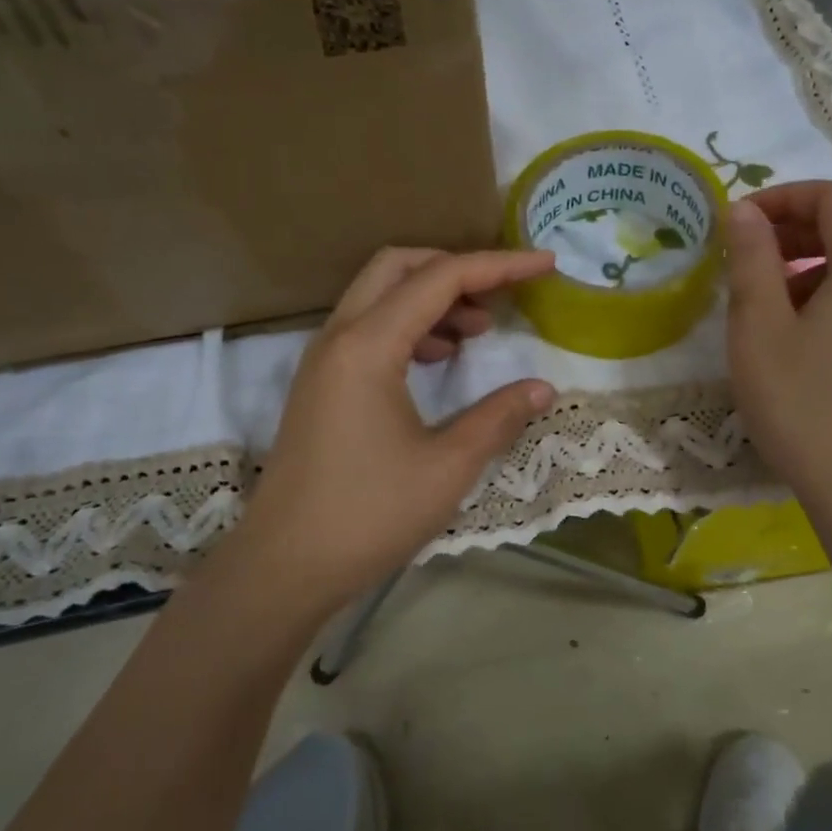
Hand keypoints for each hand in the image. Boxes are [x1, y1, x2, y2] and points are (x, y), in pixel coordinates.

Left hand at [223, 247, 558, 615]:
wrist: (285, 566)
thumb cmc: (369, 515)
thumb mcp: (448, 467)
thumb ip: (498, 417)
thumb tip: (543, 387)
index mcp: (368, 346)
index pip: (440, 278)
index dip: (499, 266)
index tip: (545, 264)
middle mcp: (339, 337)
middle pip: (399, 267)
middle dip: (456, 267)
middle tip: (502, 295)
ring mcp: (324, 360)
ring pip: (380, 296)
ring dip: (431, 298)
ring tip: (478, 331)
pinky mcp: (321, 384)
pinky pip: (368, 328)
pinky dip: (409, 326)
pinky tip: (439, 359)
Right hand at [724, 181, 831, 514]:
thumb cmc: (806, 406)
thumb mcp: (760, 329)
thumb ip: (751, 260)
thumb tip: (744, 212)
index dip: (781, 198)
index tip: (737, 223)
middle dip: (795, 231)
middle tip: (745, 259)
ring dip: (814, 266)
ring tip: (768, 304)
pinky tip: (806, 337)